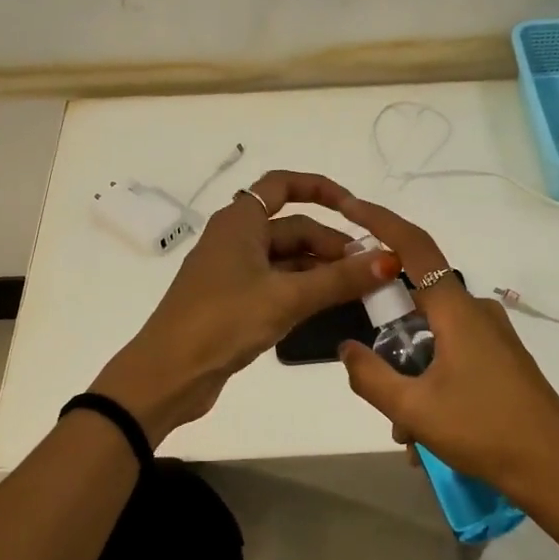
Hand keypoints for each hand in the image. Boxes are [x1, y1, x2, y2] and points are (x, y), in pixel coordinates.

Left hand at [91, 171, 399, 443]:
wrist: (168, 374)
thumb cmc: (224, 321)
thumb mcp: (287, 298)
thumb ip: (340, 279)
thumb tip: (389, 259)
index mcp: (240, 222)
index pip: (283, 185)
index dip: (321, 189)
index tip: (356, 209)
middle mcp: (235, 238)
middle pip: (292, 228)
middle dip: (331, 245)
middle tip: (370, 271)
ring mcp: (233, 271)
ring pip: (287, 259)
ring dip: (321, 270)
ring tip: (359, 291)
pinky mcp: (233, 301)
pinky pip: (277, 283)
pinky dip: (304, 290)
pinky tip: (329, 307)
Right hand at [335, 197, 558, 508]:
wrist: (555, 470)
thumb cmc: (483, 431)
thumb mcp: (413, 410)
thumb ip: (371, 376)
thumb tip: (347, 348)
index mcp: (457, 310)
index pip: (415, 247)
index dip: (381, 221)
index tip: (350, 206)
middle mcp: (477, 312)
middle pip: (417, 303)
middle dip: (390, 342)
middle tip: (377, 387)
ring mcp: (494, 335)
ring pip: (433, 339)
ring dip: (411, 377)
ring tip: (407, 434)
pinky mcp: (503, 358)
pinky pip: (453, 355)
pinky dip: (432, 383)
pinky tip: (427, 434)